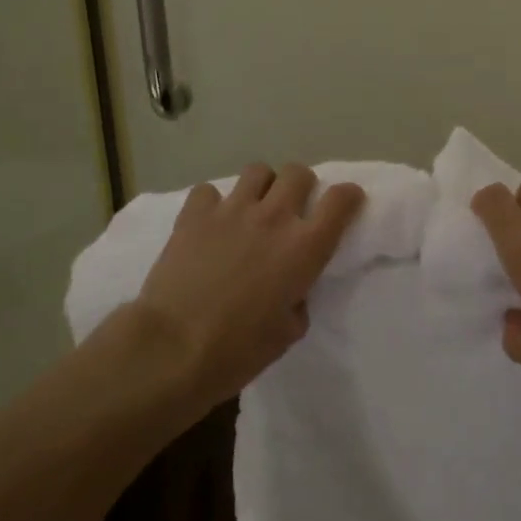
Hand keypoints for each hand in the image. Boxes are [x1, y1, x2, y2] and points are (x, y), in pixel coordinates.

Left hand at [133, 162, 363, 409]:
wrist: (172, 348)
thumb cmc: (237, 350)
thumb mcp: (288, 333)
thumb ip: (298, 299)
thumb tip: (291, 290)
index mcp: (305, 247)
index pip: (340, 200)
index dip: (348, 196)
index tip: (346, 202)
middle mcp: (274, 217)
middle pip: (298, 173)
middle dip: (300, 186)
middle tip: (291, 208)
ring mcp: (233, 210)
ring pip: (258, 171)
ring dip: (261, 186)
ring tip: (252, 207)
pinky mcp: (195, 213)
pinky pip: (210, 191)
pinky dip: (213, 203)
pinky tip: (209, 223)